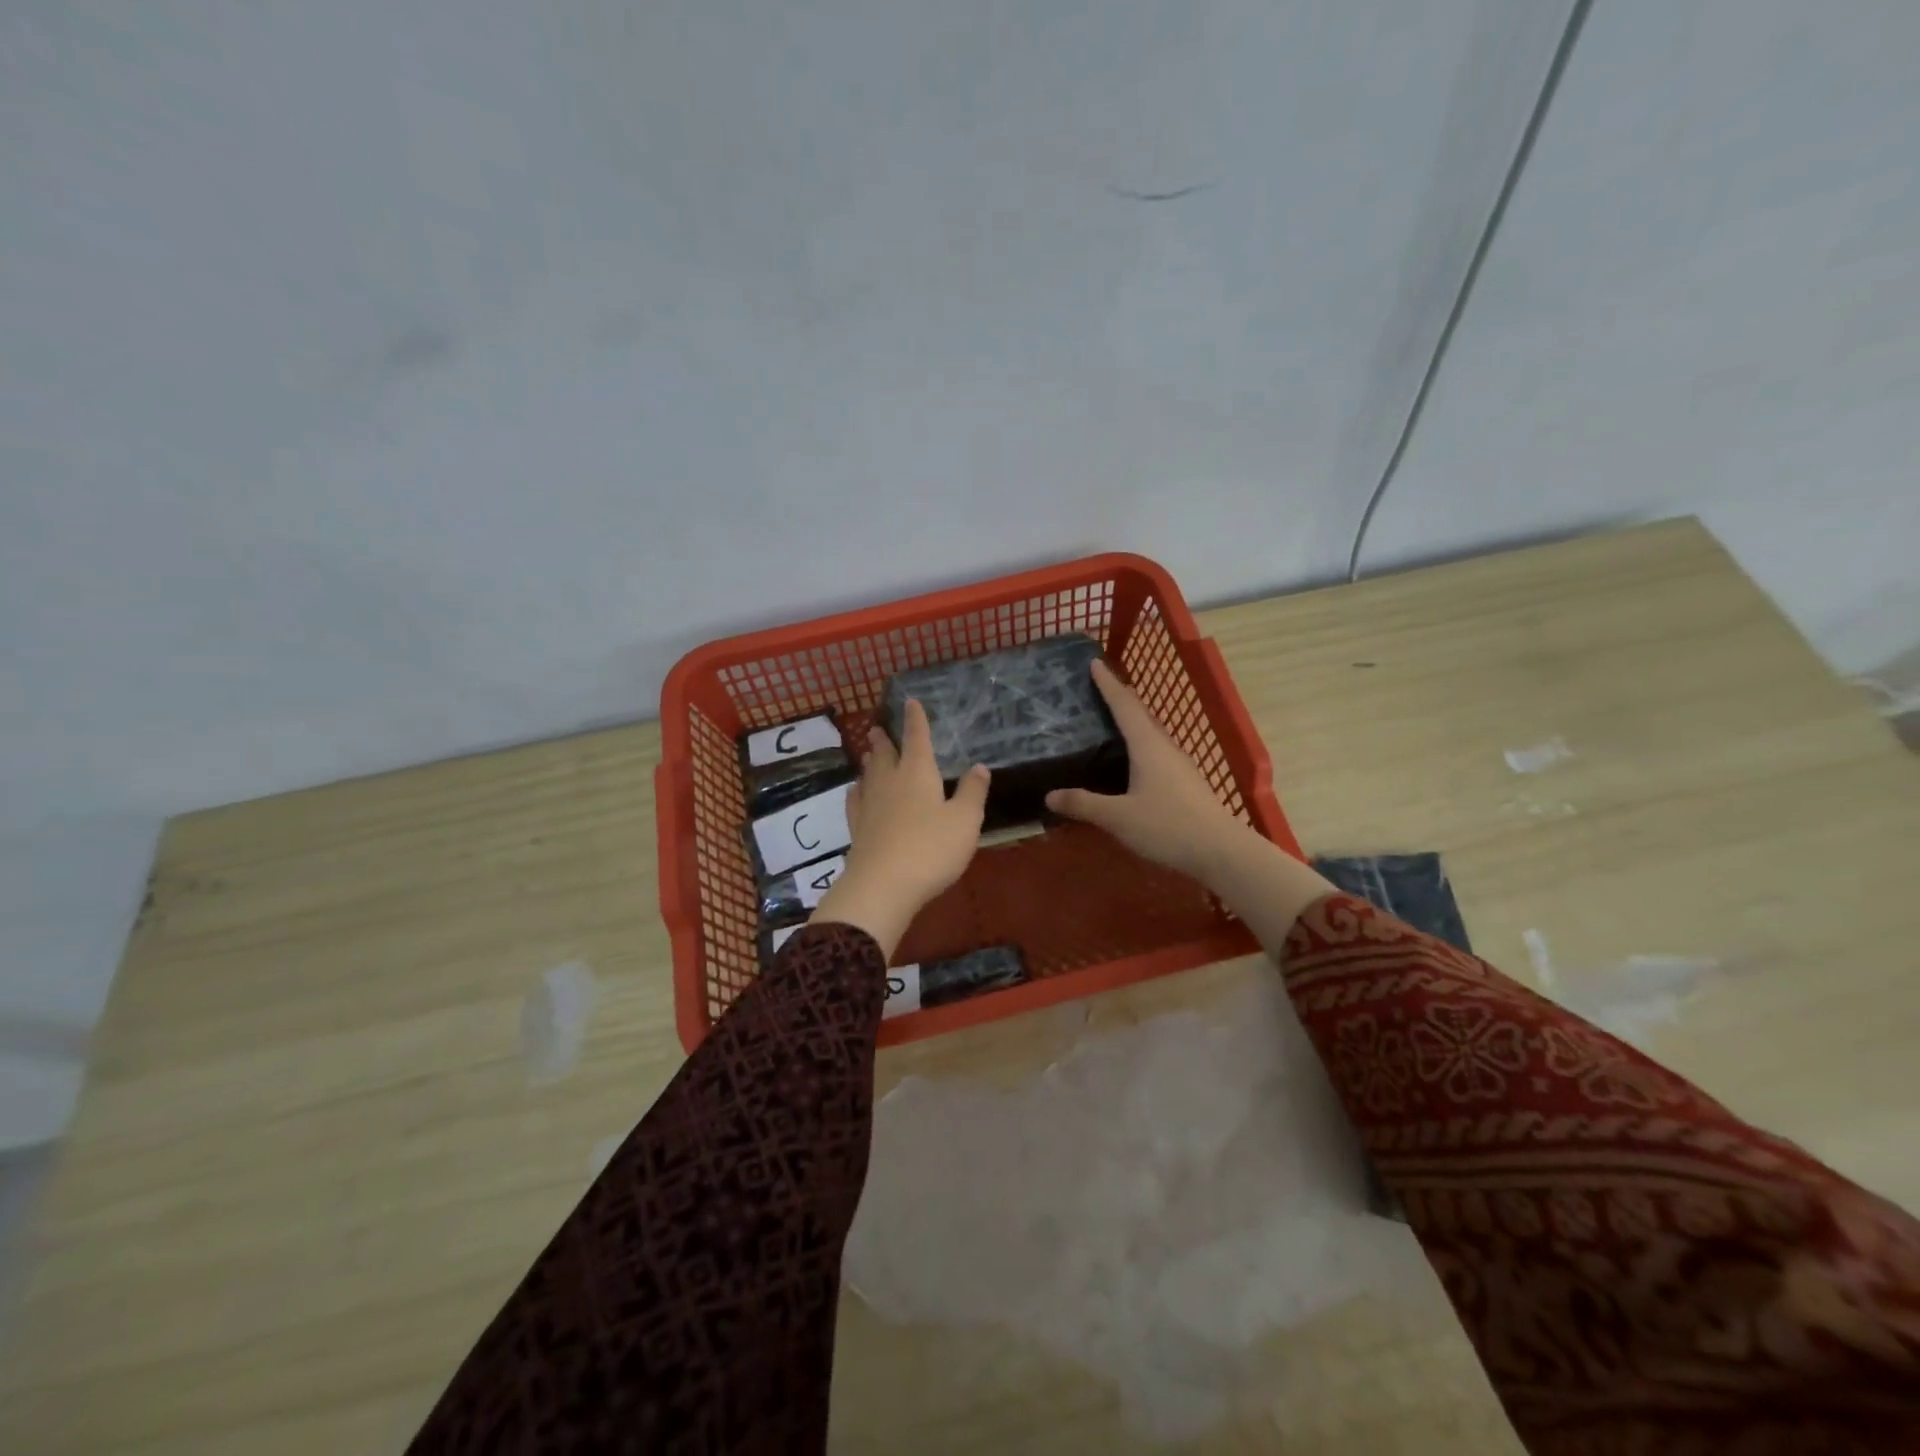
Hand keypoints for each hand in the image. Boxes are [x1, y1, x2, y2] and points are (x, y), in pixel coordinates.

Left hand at [811, 700, 989, 958]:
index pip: (917, 738)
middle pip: (886, 754)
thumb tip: (978, 767)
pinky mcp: (858, 829)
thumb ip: (972, 792)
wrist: (883, 885)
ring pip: (869, 775)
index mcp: (918, 773)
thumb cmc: (932, 848)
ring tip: (869, 754)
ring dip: (870, 762)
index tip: (910, 703)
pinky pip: (856, 801)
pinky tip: (856, 792)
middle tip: (877, 729)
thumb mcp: (965, 820)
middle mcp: (890, 782)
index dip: (915, 720)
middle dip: (884, 740)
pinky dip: (857, 791)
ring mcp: (870, 806)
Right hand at [1045, 659, 1247, 881]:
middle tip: (1098, 688)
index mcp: (1147, 746)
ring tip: (1111, 720)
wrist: (1221, 851)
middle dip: (1120, 698)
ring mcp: (1180, 765)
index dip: (1108, 684)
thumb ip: (1083, 804)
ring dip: (1133, 721)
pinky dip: (1140, 744)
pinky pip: (1158, 751)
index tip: (1094, 663)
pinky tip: (1134, 760)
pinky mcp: (1186, 782)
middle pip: (1140, 714)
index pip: (1124, 705)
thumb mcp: (1118, 817)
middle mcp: (1165, 748)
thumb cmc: (1167, 827)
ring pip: (1151, 733)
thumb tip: (1049, 795)